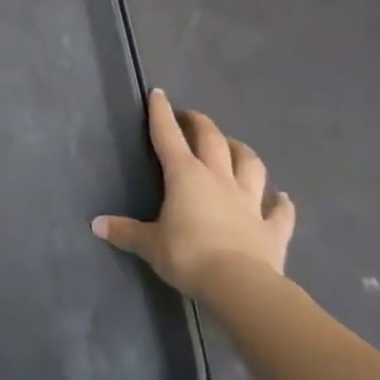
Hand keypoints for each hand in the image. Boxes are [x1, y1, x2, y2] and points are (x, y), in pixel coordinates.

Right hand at [92, 89, 294, 296]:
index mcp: (185, 175)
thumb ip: (125, 232)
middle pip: (212, 140)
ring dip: (242, 152)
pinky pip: (280, 212)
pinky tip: (283, 198)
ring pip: (250, 165)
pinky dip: (282, 204)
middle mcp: (218, 179)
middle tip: (191, 118)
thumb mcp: (149, 244)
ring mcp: (249, 202)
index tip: (159, 94)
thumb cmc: (188, 256)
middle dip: (200, 124)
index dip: (161, 113)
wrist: (240, 286)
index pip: (168, 135)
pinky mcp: (273, 229)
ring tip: (234, 146)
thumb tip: (96, 225)